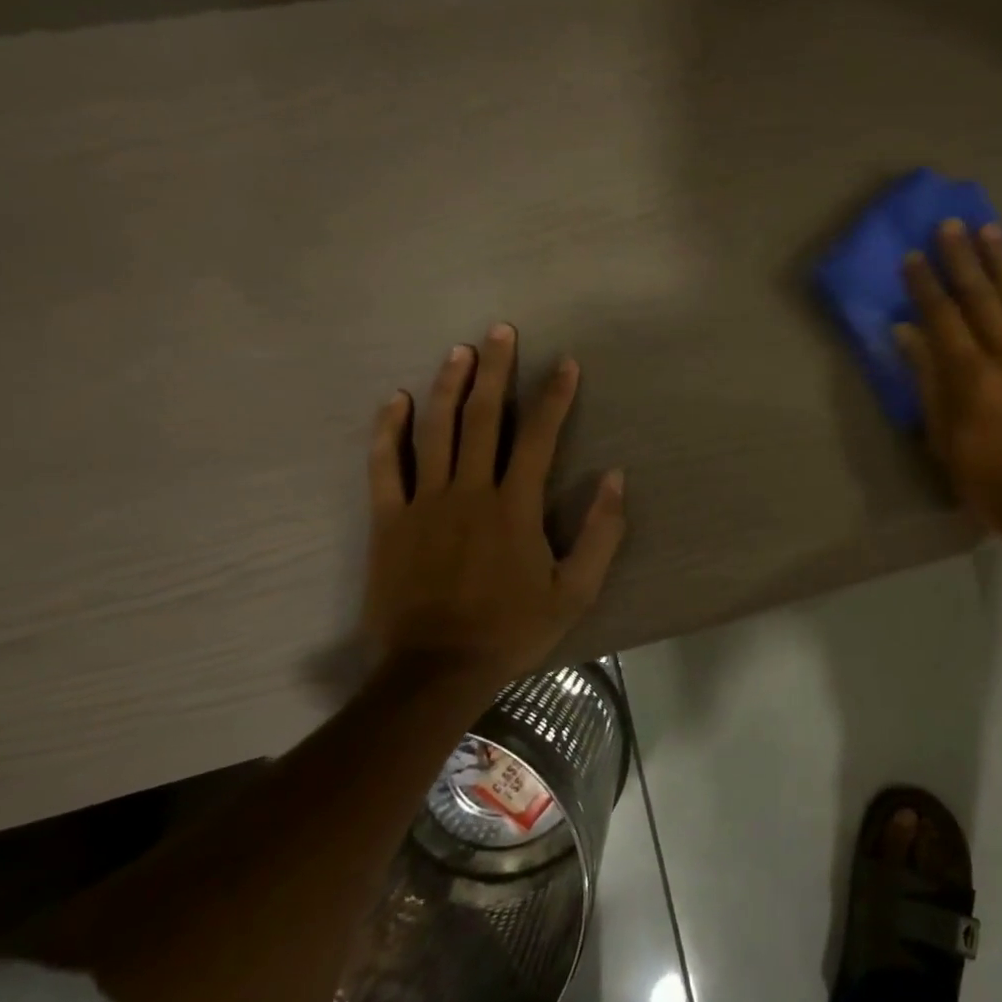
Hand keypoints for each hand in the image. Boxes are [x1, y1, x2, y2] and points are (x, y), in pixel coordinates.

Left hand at [361, 326, 626, 683]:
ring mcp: (424, 503)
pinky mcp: (389, 520)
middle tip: (502, 331)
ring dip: (449, 386)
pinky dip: (388, 430)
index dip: (555, 396)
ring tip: (460, 350)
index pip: (539, 437)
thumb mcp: (576, 590)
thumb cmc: (512, 628)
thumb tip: (617, 477)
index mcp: (515, 506)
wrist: (435, 670)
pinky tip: (396, 399)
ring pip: (436, 431)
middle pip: (484, 419)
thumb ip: (601, 532)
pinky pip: (385, 466)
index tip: (565, 362)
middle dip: (497, 371)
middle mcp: (470, 491)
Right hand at [895, 219, 1001, 540]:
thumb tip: (908, 334)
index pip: (943, 319)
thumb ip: (928, 382)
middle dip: (963, 259)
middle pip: (981, 299)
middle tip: (950, 225)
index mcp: (972, 378)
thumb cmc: (988, 481)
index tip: (913, 255)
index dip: (926, 285)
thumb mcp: (944, 440)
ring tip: (990, 229)